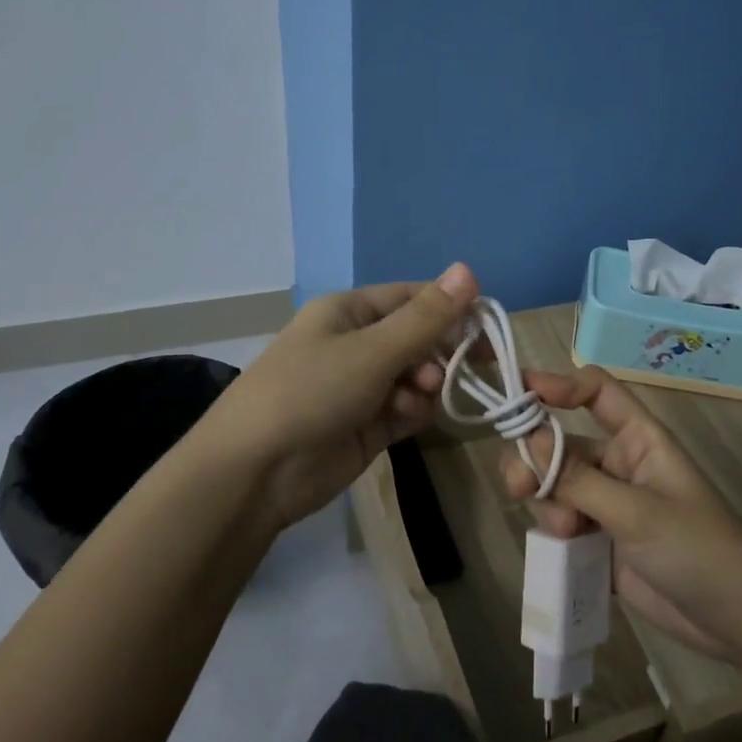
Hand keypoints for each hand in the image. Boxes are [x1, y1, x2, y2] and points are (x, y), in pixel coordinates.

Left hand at [201, 263, 480, 533]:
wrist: (256, 471)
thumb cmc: (311, 391)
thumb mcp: (372, 350)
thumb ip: (426, 317)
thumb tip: (469, 270)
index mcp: (350, 312)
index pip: (412, 298)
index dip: (450, 308)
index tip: (486, 327)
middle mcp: (356, 344)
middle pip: (417, 339)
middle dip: (438, 353)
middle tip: (456, 369)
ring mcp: (361, 387)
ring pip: (416, 377)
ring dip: (425, 386)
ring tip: (417, 399)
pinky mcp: (366, 425)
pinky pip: (405, 409)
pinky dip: (413, 412)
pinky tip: (405, 420)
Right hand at [499, 367, 741, 661]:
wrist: (734, 621)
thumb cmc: (698, 550)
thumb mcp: (638, 512)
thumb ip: (579, 479)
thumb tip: (529, 438)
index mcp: (638, 439)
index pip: (596, 392)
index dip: (560, 384)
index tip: (521, 391)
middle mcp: (617, 463)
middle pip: (560, 442)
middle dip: (535, 460)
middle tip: (518, 487)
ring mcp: (605, 503)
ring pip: (553, 485)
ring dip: (545, 502)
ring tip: (563, 533)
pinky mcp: (597, 540)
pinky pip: (558, 522)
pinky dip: (550, 530)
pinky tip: (562, 550)